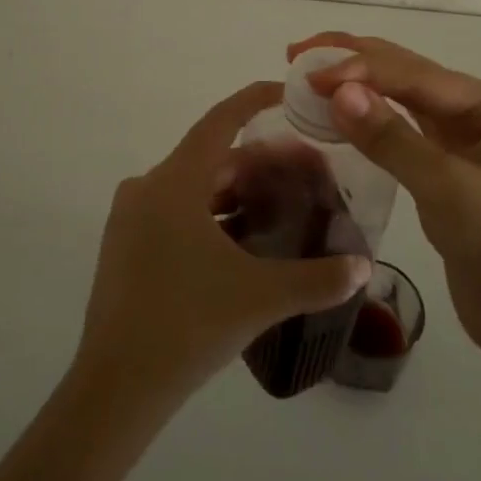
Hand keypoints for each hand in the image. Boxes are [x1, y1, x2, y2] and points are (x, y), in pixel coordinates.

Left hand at [74, 81, 371, 413]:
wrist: (115, 388)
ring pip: (195, 187)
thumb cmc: (187, 325)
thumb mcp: (261, 298)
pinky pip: (177, 213)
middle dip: (260, 161)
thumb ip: (318, 279)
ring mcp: (132, 218)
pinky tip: (245, 240)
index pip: (221, 120)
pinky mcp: (126, 246)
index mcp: (174, 182)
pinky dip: (213, 214)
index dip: (256, 100)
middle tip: (306, 169)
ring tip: (283, 204)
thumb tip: (364, 267)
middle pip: (212, 157)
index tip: (290, 92)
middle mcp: (148, 188)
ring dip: (237, 191)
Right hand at [289, 34, 480, 363]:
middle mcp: (477, 111)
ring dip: (355, 86)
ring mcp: (459, 139)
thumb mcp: (450, 192)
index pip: (416, 74)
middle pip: (406, 75)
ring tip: (306, 74)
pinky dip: (364, 119)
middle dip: (353, 60)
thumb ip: (393, 139)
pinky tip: (334, 112)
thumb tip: (337, 91)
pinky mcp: (440, 168)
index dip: (360, 68)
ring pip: (398, 100)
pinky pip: (396, 131)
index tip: (308, 73)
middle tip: (296, 53)